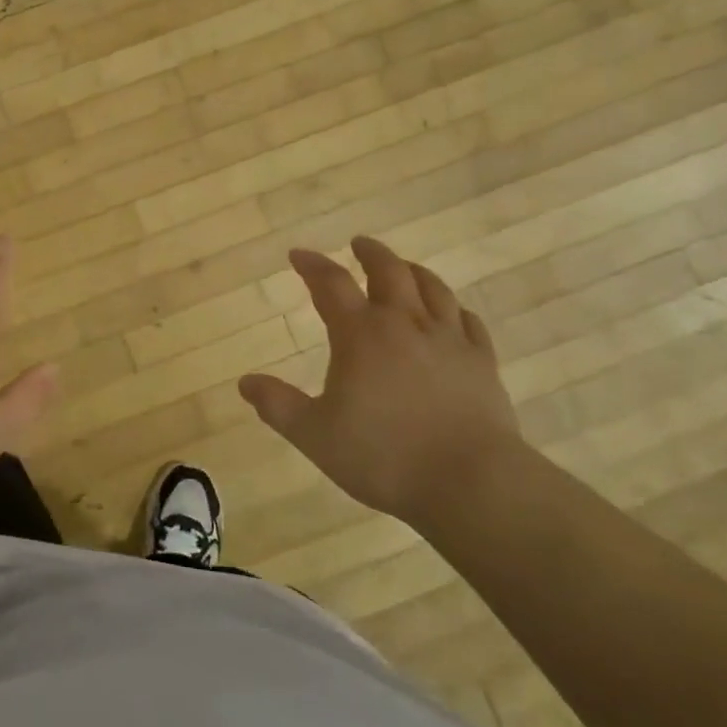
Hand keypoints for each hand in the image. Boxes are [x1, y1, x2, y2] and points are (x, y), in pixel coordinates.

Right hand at [237, 236, 523, 527]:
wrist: (471, 482)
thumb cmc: (384, 456)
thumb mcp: (315, 435)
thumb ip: (278, 405)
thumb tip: (246, 382)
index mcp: (360, 334)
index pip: (330, 284)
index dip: (312, 265)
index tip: (298, 255)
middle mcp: (405, 324)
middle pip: (388, 271)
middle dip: (370, 253)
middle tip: (358, 244)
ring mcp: (448, 340)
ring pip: (432, 288)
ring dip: (413, 271)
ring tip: (404, 267)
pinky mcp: (481, 362)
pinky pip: (468, 321)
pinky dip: (454, 309)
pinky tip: (452, 314)